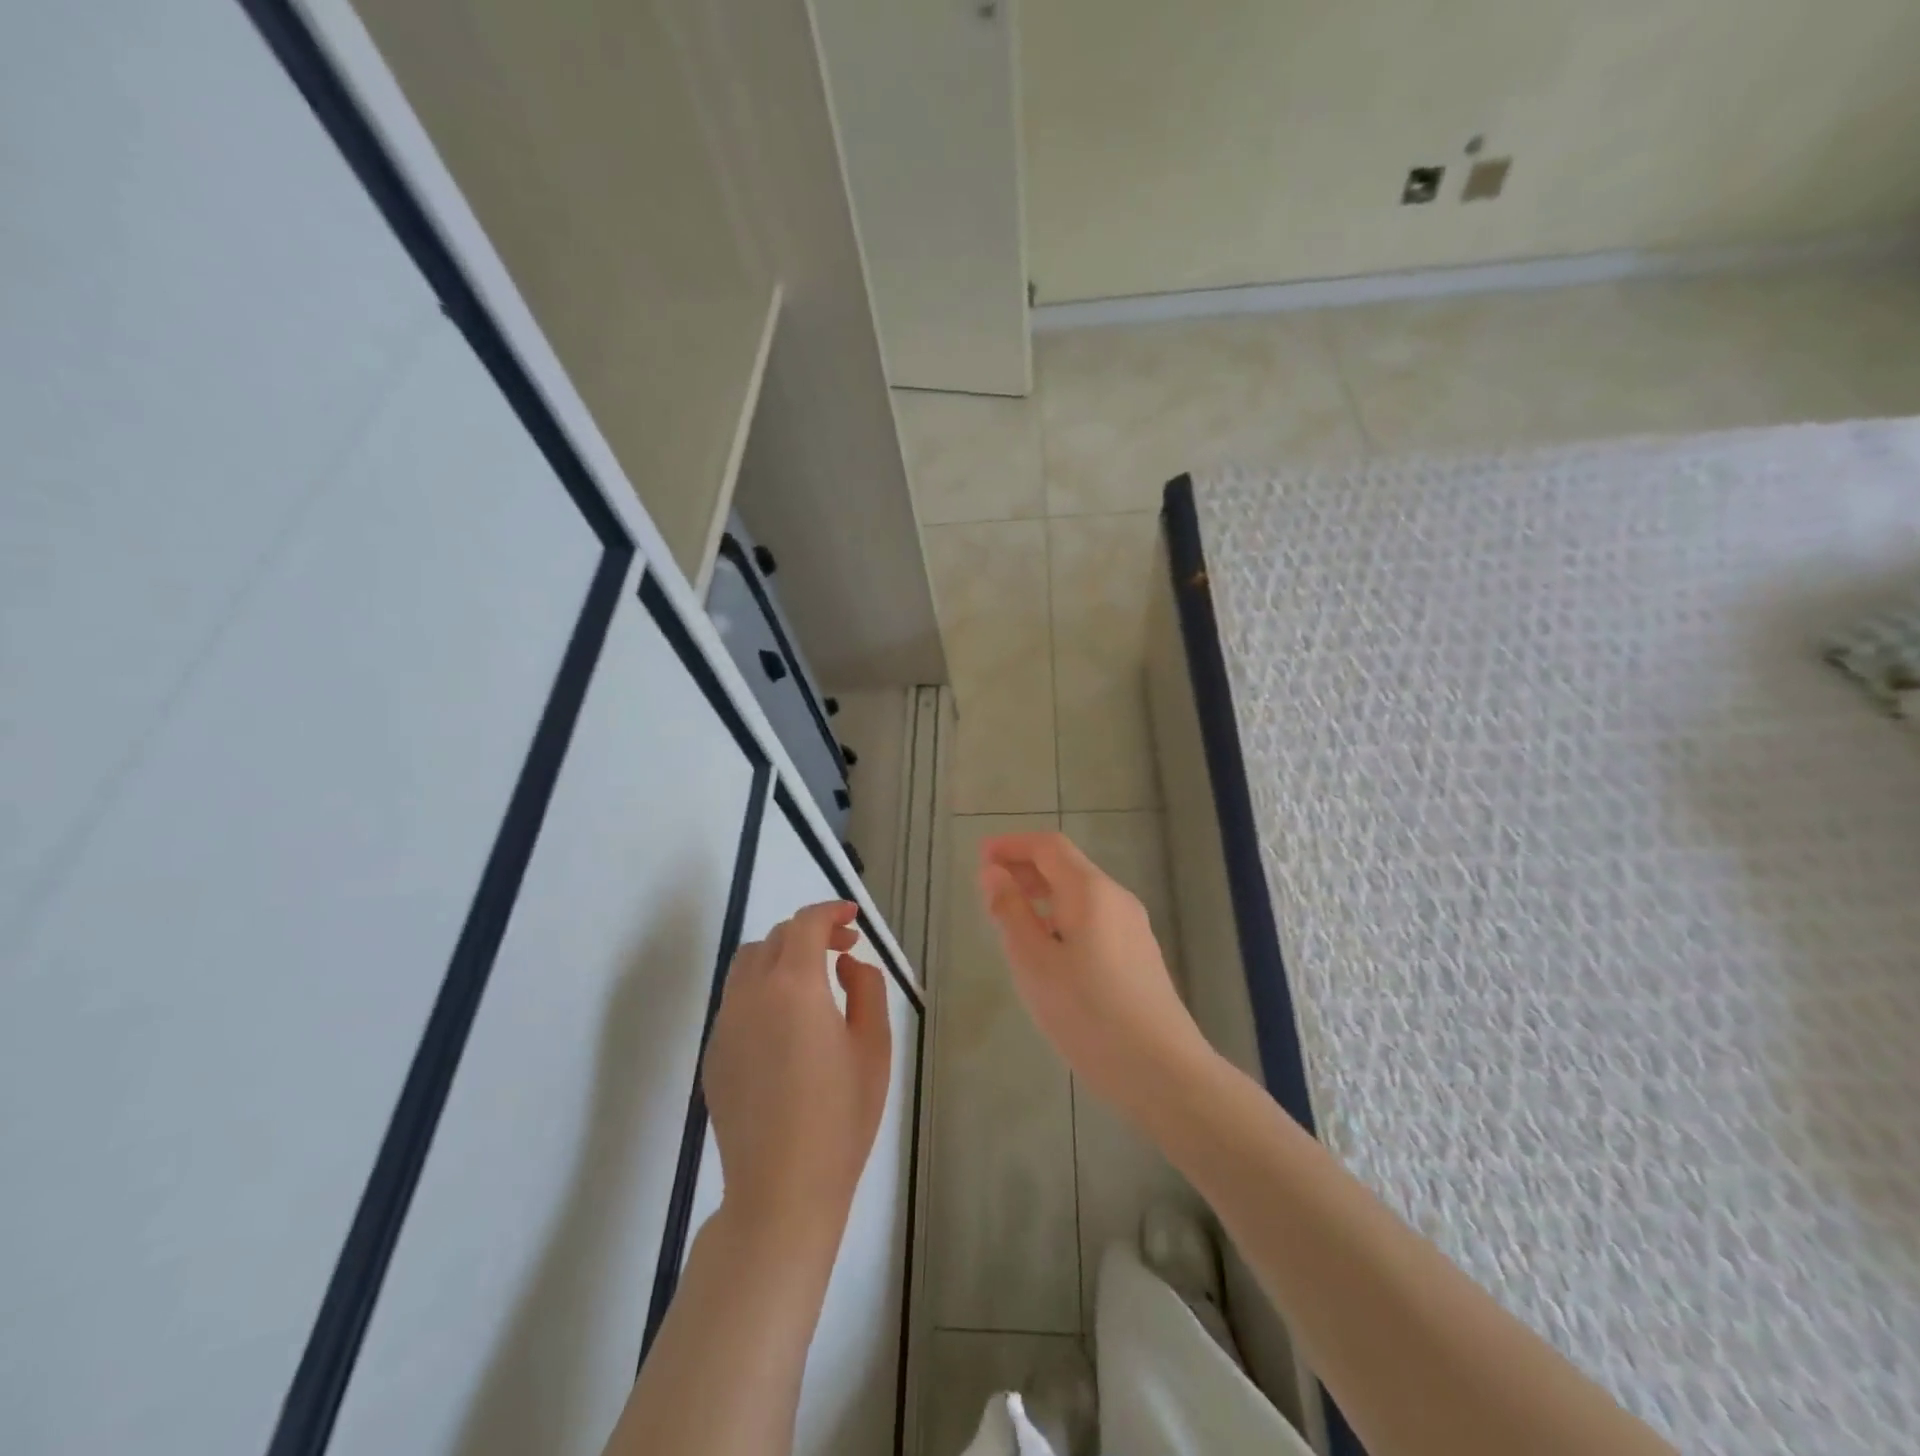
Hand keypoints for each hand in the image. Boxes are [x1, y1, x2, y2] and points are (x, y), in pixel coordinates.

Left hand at [702, 901, 892, 1257]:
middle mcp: (752, 994)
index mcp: (795, 986)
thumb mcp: (874, 1046)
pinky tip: (786, 1024)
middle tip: (843, 951)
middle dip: (810, 933)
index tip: (852, 918)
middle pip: (776, 938)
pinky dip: (762, 989)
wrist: (782, 1190)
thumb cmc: (840, 1117)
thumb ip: (866, 988)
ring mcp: (726, 1024)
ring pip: (748, 964)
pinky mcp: (713, 1053)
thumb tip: (845, 964)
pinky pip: (736, 1000)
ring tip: (812, 981)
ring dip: (781, 956)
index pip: (806, 924)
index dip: (830, 912)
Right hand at [978, 832, 1210, 1117]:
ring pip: (1081, 894)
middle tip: (990, 888)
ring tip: (1012, 919)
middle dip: (1026, 868)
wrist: (1161, 1070)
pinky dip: (1063, 916)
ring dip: (1043, 894)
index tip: (981, 857)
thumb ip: (1010, 912)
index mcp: (1090, 891)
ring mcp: (1133, 926)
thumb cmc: (1088, 1013)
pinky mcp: (1139, 954)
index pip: (1049, 846)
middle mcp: (1116, 898)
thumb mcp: (1034, 962)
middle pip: (1067, 866)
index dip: (1012, 845)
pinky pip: (1094, 917)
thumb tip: (993, 873)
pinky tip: (1049, 949)